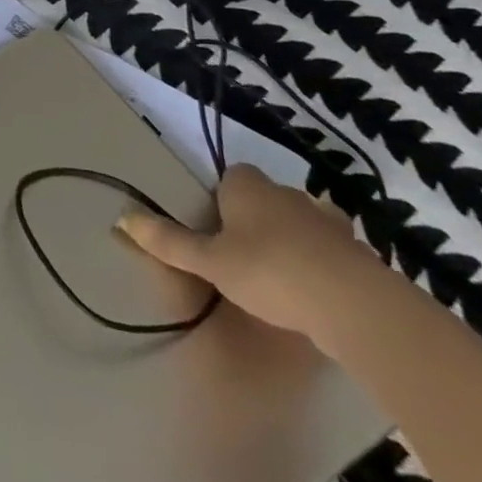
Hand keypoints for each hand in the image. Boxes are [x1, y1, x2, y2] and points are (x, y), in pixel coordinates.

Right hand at [115, 164, 383, 356]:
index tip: (217, 225)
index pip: (233, 175)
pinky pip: (334, 249)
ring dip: (295, 236)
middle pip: (268, 196)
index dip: (224, 196)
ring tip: (282, 270)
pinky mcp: (360, 254)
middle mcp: (289, 194)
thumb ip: (169, 242)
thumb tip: (121, 218)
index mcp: (249, 188)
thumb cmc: (270, 272)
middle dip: (258, 216)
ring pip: (304, 219)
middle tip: (244, 251)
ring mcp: (330, 223)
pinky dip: (325, 261)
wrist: (357, 307)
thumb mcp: (210, 262)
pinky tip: (318, 288)